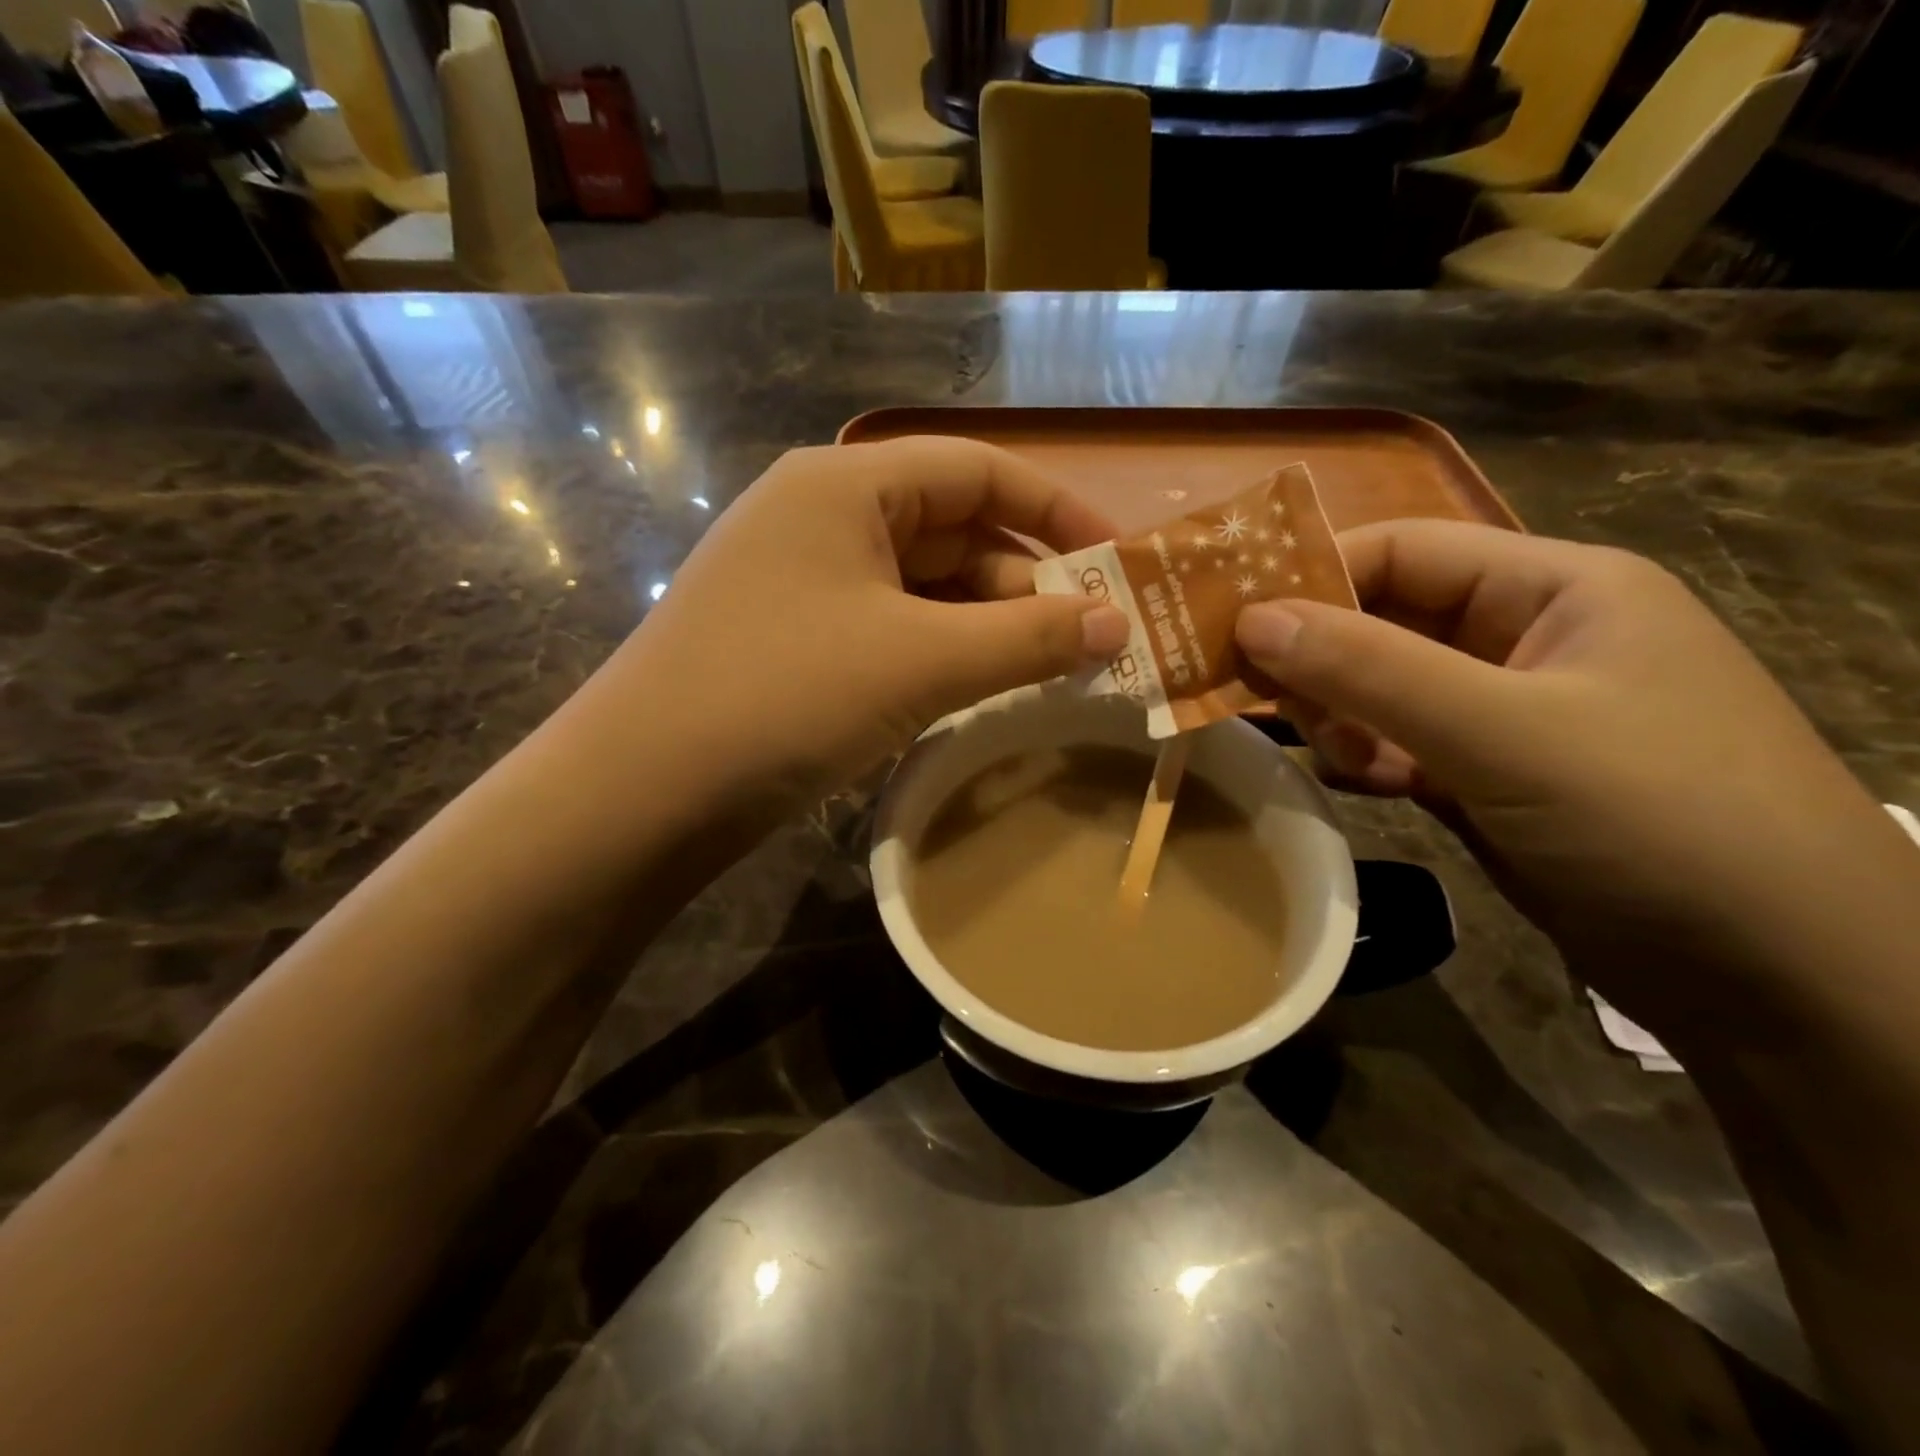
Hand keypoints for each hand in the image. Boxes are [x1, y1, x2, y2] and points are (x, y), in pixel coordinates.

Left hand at [594, 436, 1128, 801]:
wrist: (643, 791)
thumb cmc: (786, 696)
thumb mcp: (920, 662)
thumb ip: (1026, 638)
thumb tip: (1119, 624)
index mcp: (846, 486)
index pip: (975, 468)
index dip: (1056, 509)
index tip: (1119, 560)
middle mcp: (822, 518)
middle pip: (951, 528)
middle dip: (1026, 578)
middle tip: (1092, 633)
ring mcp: (803, 583)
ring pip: (922, 586)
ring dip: (987, 621)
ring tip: (1051, 666)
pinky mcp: (795, 641)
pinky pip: (890, 628)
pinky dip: (942, 650)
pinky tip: (980, 685)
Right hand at [1235, 519, 1915, 1037]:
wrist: (1784, 983)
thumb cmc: (1661, 821)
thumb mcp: (1507, 733)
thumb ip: (1370, 670)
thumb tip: (1251, 620)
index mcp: (1554, 587)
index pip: (1403, 548)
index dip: (1312, 573)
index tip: (1230, 619)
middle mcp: (1525, 638)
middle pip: (1383, 619)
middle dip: (1315, 654)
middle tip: (1247, 692)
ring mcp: (1505, 714)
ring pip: (1382, 688)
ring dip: (1337, 714)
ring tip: (1321, 752)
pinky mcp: (1488, 778)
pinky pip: (1397, 746)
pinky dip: (1361, 758)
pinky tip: (1342, 780)